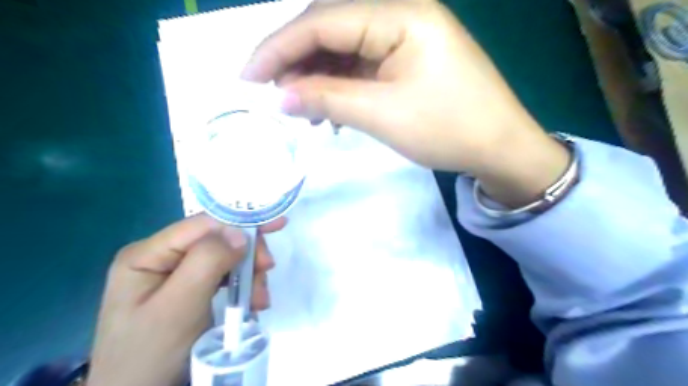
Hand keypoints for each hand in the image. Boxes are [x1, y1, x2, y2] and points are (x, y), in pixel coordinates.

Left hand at [87, 216, 284, 385]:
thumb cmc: (152, 354)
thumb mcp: (179, 306)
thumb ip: (207, 262)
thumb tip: (240, 232)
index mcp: (149, 254)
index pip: (202, 224)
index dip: (240, 221)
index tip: (275, 227)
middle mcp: (163, 258)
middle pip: (217, 240)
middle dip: (246, 254)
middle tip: (267, 271)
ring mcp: (177, 274)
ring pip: (226, 259)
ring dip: (249, 275)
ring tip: (258, 300)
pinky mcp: (192, 290)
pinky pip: (225, 277)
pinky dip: (243, 286)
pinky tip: (251, 302)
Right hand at [242, 0, 569, 206]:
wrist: (498, 147)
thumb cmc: (447, 129)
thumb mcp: (381, 114)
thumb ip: (327, 99)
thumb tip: (281, 96)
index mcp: (401, 15)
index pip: (323, 22)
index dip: (279, 48)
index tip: (248, 77)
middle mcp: (402, 14)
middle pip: (332, 30)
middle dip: (297, 62)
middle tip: (273, 94)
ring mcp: (406, 38)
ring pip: (345, 50)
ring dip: (318, 78)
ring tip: (301, 109)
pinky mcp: (407, 60)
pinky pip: (363, 66)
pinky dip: (341, 86)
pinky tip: (330, 110)